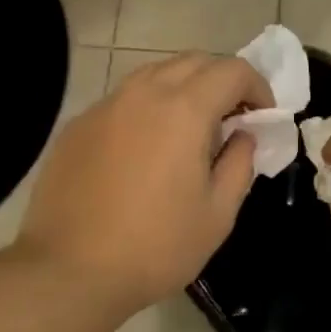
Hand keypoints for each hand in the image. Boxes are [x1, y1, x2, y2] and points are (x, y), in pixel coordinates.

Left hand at [14, 52, 273, 316]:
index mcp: (183, 110)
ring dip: (182, 88)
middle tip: (231, 118)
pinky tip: (144, 148)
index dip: (257, 86)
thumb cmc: (155, 247)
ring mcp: (104, 106)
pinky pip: (123, 100)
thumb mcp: (217, 215)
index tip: (261, 117)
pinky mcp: (78, 125)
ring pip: (154, 74)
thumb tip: (242, 135)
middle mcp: (142, 94)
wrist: (69, 270)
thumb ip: (239, 164)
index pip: (231, 70)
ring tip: (189, 129)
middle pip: (192, 62)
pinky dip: (146, 108)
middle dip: (221, 80)